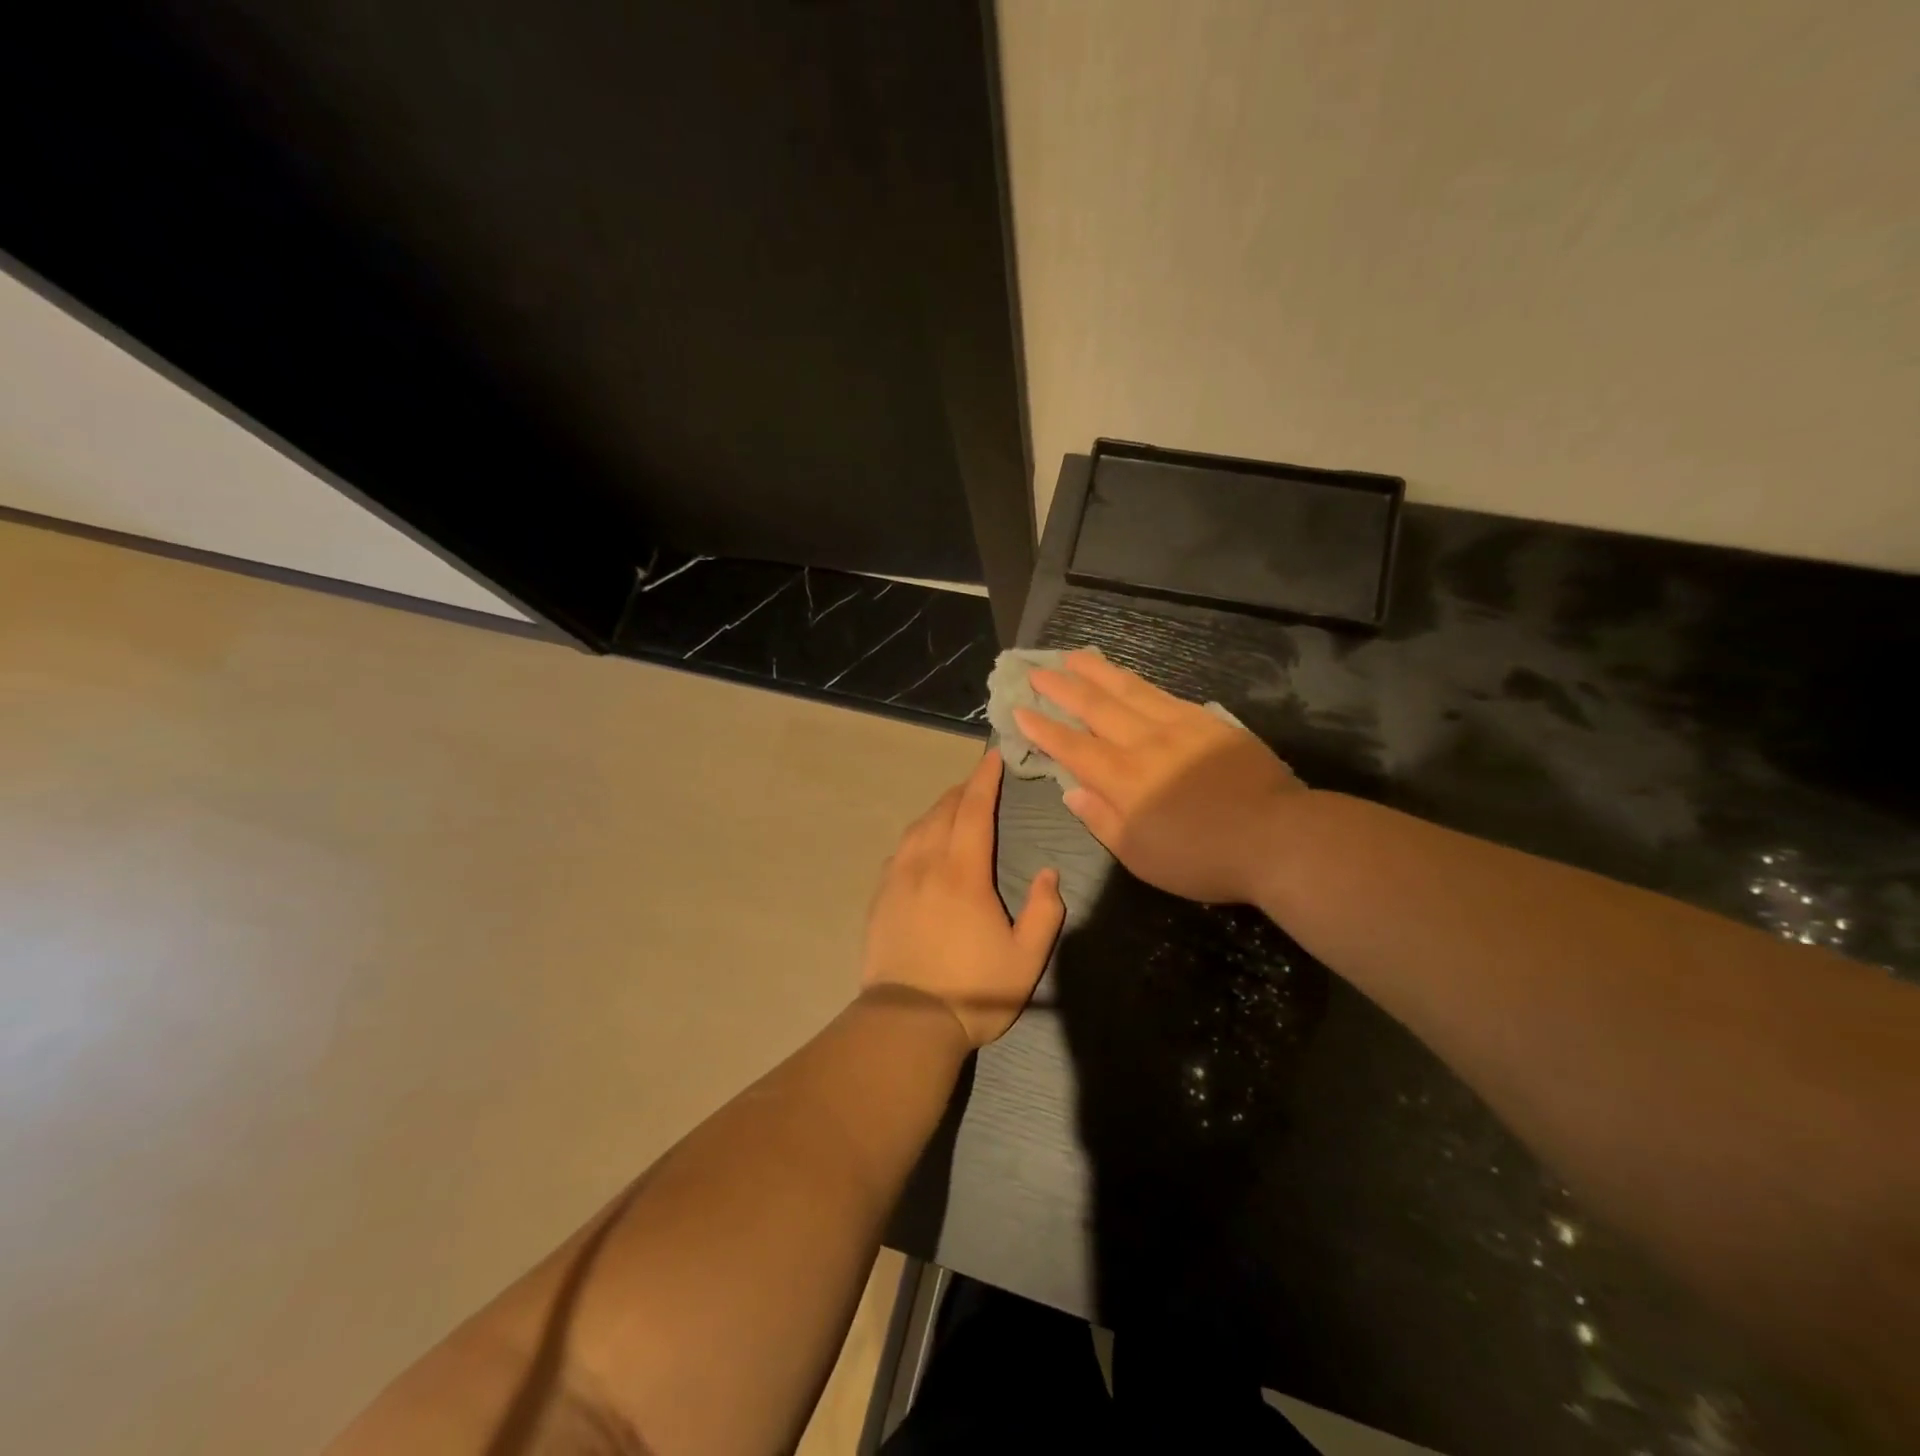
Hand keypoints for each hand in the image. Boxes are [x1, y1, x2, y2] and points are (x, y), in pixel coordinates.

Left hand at [861, 749, 1065, 1047]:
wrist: (907, 1022)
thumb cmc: (973, 990)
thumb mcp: (1026, 958)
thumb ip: (1044, 911)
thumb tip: (1049, 873)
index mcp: (964, 873)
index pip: (975, 810)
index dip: (985, 779)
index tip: (992, 756)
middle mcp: (927, 864)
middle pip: (944, 811)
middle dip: (963, 790)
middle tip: (978, 779)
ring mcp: (898, 880)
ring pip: (918, 828)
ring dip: (938, 809)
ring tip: (953, 805)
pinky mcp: (880, 898)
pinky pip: (899, 851)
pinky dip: (916, 835)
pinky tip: (921, 843)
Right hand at [1016, 651, 1304, 904]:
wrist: (1276, 837)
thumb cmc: (1201, 857)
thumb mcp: (1140, 855)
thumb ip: (1102, 820)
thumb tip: (1071, 789)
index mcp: (1122, 779)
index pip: (1071, 746)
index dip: (1042, 728)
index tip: (1019, 710)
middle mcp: (1143, 743)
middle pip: (1094, 707)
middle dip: (1061, 687)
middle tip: (1037, 670)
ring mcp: (1177, 726)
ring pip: (1128, 690)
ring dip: (1097, 671)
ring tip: (1074, 656)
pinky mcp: (1207, 722)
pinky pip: (1163, 694)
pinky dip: (1138, 682)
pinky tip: (1128, 676)